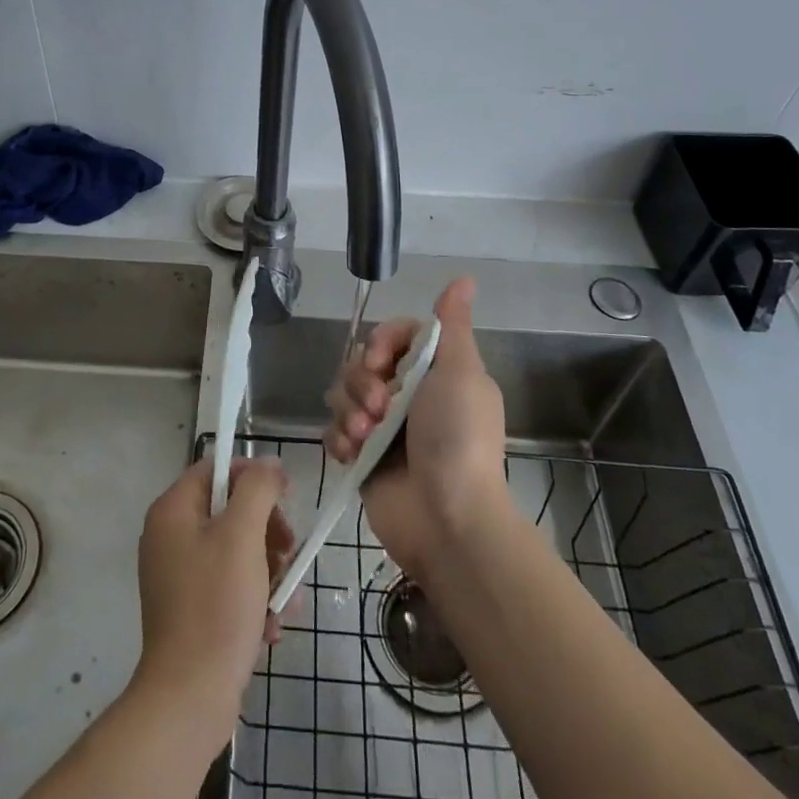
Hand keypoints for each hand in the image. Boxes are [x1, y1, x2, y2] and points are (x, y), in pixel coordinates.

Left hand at [133, 456, 294, 729]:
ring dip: (269, 570)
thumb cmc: (216, 605)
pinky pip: (230, 586)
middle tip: (289, 551)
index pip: (216, 469)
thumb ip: (258, 489)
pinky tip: (272, 624)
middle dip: (267, 530)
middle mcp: (170, 537)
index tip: (286, 495)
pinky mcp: (192, 610)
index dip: (253, 475)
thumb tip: (269, 464)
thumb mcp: (243, 536)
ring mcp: (179, 576)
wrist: (190, 698)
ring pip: (236, 551)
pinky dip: (255, 599)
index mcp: (173, 511)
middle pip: (229, 510)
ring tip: (286, 599)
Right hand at [324, 277, 509, 585]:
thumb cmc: (458, 439)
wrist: (447, 520)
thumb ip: (452, 326)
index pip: (393, 334)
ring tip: (365, 437)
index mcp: (434, 372)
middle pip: (361, 362)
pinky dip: (339, 438)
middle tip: (380, 409)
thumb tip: (465, 278)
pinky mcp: (361, 456)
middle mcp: (407, 394)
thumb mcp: (461, 374)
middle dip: (362, 382)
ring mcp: (382, 426)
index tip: (381, 362)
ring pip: (342, 393)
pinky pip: (333, 429)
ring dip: (349, 411)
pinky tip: (352, 454)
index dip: (380, 342)